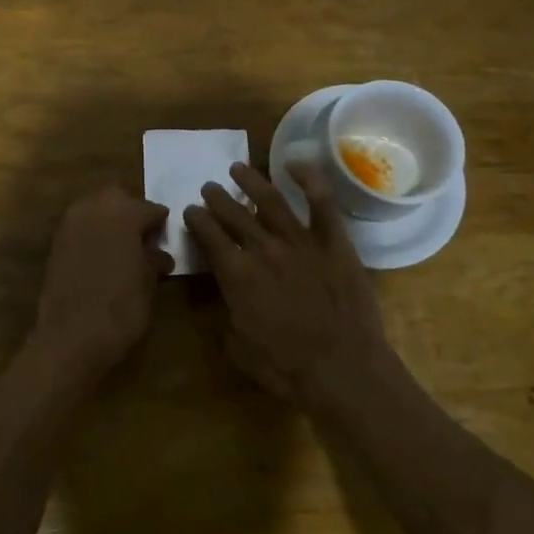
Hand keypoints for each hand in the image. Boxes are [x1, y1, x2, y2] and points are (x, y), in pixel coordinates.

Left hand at [31, 184, 172, 378]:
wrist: (70, 338)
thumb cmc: (120, 309)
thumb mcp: (147, 285)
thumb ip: (153, 261)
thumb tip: (159, 255)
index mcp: (123, 213)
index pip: (150, 208)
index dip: (160, 223)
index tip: (166, 236)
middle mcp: (93, 209)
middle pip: (116, 195)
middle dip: (130, 209)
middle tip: (142, 236)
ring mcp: (69, 225)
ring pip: (93, 207)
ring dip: (107, 219)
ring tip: (121, 247)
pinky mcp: (55, 244)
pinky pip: (78, 227)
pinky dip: (91, 234)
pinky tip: (101, 257)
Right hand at [184, 162, 388, 400]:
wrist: (343, 369)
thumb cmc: (287, 367)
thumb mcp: (239, 348)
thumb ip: (226, 316)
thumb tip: (225, 299)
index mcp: (237, 275)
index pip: (209, 236)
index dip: (197, 220)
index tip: (190, 210)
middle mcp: (264, 248)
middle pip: (234, 213)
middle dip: (217, 197)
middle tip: (209, 187)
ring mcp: (301, 241)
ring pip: (270, 199)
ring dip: (251, 180)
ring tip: (238, 167)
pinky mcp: (333, 242)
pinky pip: (321, 202)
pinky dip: (309, 179)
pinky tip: (295, 163)